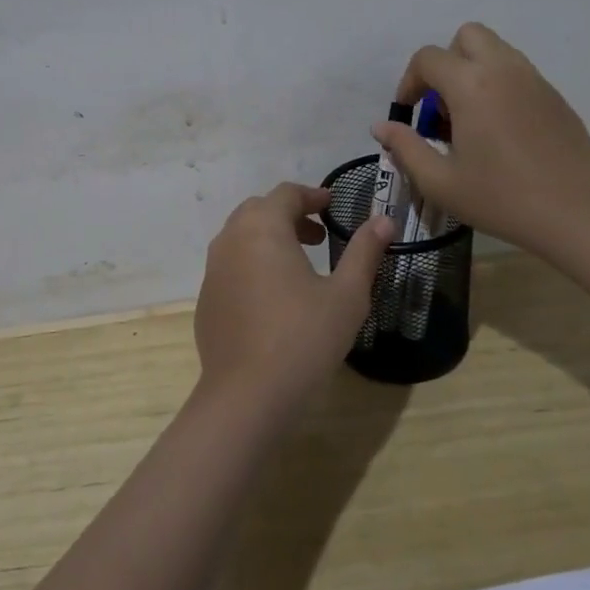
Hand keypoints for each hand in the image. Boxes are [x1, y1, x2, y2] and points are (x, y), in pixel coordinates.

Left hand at [194, 183, 395, 416]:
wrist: (247, 396)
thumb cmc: (304, 338)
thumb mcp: (347, 295)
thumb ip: (364, 251)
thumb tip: (383, 220)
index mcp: (262, 228)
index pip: (286, 193)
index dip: (312, 195)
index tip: (332, 205)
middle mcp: (230, 240)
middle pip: (258, 210)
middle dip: (289, 215)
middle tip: (318, 235)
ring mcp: (212, 271)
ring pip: (240, 238)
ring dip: (269, 239)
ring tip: (299, 264)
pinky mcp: (206, 300)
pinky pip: (230, 267)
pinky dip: (252, 265)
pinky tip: (273, 298)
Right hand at [372, 22, 589, 261]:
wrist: (576, 213)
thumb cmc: (501, 198)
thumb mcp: (440, 181)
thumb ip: (405, 147)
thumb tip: (382, 127)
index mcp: (471, 85)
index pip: (428, 58)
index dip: (409, 82)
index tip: (409, 114)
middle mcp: (503, 69)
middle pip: (466, 36)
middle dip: (445, 63)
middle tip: (441, 106)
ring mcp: (535, 79)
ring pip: (496, 50)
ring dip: (473, 72)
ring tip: (469, 121)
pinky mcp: (555, 96)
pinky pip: (518, 73)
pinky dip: (499, 86)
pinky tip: (500, 133)